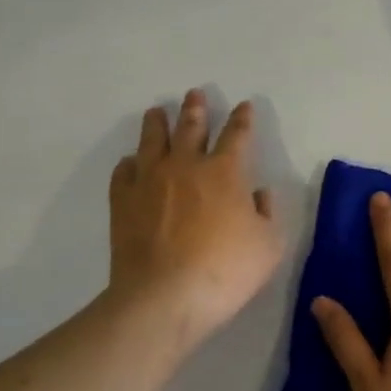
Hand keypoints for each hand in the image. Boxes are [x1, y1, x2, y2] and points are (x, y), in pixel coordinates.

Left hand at [105, 89, 284, 353]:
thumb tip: (258, 194)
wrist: (163, 297)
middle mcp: (186, 165)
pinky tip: (130, 162)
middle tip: (194, 93)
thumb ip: (267, 214)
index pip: (237, 135)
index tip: (244, 106)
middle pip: (191, 127)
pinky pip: (124, 171)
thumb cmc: (224, 272)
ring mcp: (150, 180)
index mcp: (224, 172)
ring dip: (157, 123)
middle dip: (196, 108)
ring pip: (153, 140)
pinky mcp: (123, 201)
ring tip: (157, 112)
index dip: (242, 119)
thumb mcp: (268, 247)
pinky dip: (129, 163)